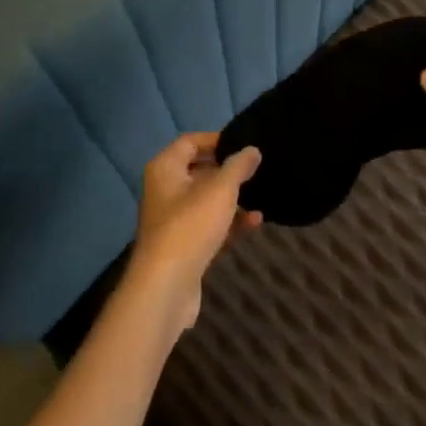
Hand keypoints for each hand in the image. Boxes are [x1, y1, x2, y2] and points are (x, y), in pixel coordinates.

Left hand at [128, 132, 262, 331]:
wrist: (166, 286)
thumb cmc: (190, 226)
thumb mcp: (220, 190)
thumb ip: (238, 166)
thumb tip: (252, 150)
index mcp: (165, 169)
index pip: (189, 142)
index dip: (216, 139)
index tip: (244, 144)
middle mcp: (165, 190)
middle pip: (198, 170)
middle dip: (227, 169)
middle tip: (256, 168)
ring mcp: (173, 220)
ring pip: (206, 200)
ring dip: (231, 197)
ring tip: (260, 193)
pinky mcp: (184, 246)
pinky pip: (209, 225)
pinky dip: (229, 222)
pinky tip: (255, 221)